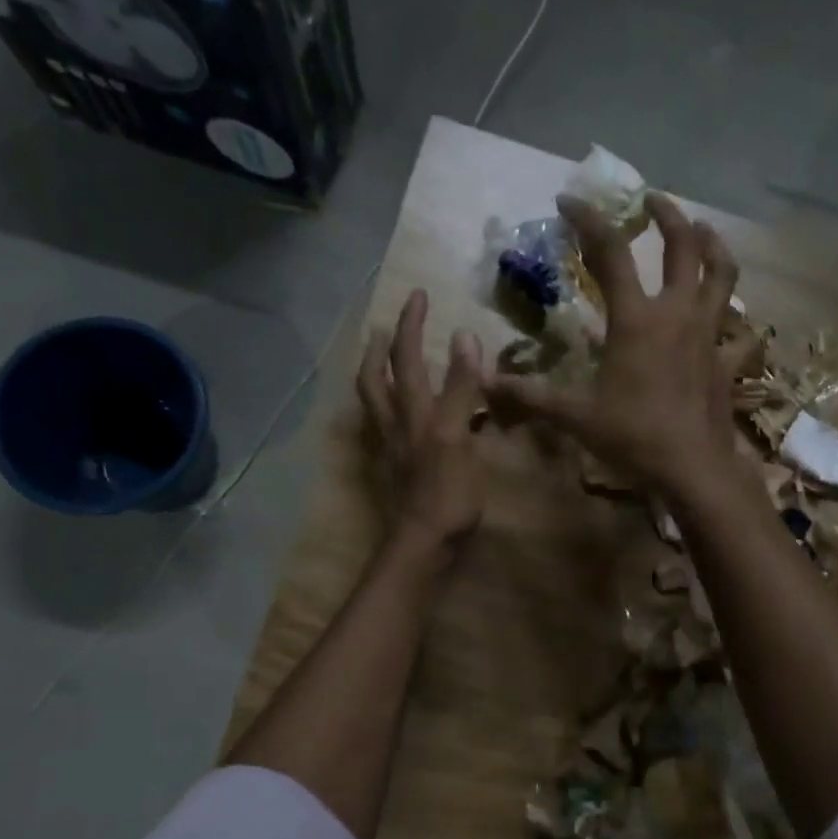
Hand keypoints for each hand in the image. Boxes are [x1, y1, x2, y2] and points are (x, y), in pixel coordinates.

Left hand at [357, 290, 486, 556]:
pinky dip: (382, 410)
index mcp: (415, 413)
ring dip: (374, 375)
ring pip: (373, 404)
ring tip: (379, 360)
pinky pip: (380, 429)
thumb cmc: (447, 493)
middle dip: (381, 348)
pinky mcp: (391, 471)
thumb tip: (464, 336)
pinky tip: (392, 415)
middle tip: (385, 327)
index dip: (412, 325)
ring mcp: (389, 449)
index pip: (408, 358)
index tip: (417, 294)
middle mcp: (394, 425)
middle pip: (376, 378)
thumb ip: (461, 388)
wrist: (422, 544)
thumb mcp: (459, 436)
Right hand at [490, 192, 741, 500]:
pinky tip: (726, 316)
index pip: (610, 253)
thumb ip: (532, 396)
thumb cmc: (633, 436)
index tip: (570, 201)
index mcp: (636, 319)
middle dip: (668, 214)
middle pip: (682, 247)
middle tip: (653, 200)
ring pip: (722, 275)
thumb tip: (488, 383)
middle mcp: (677, 314)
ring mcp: (708, 335)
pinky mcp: (727, 361)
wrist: (692, 468)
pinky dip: (734, 317)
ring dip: (713, 246)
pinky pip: (738, 330)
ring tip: (703, 231)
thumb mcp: (575, 416)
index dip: (589, 221)